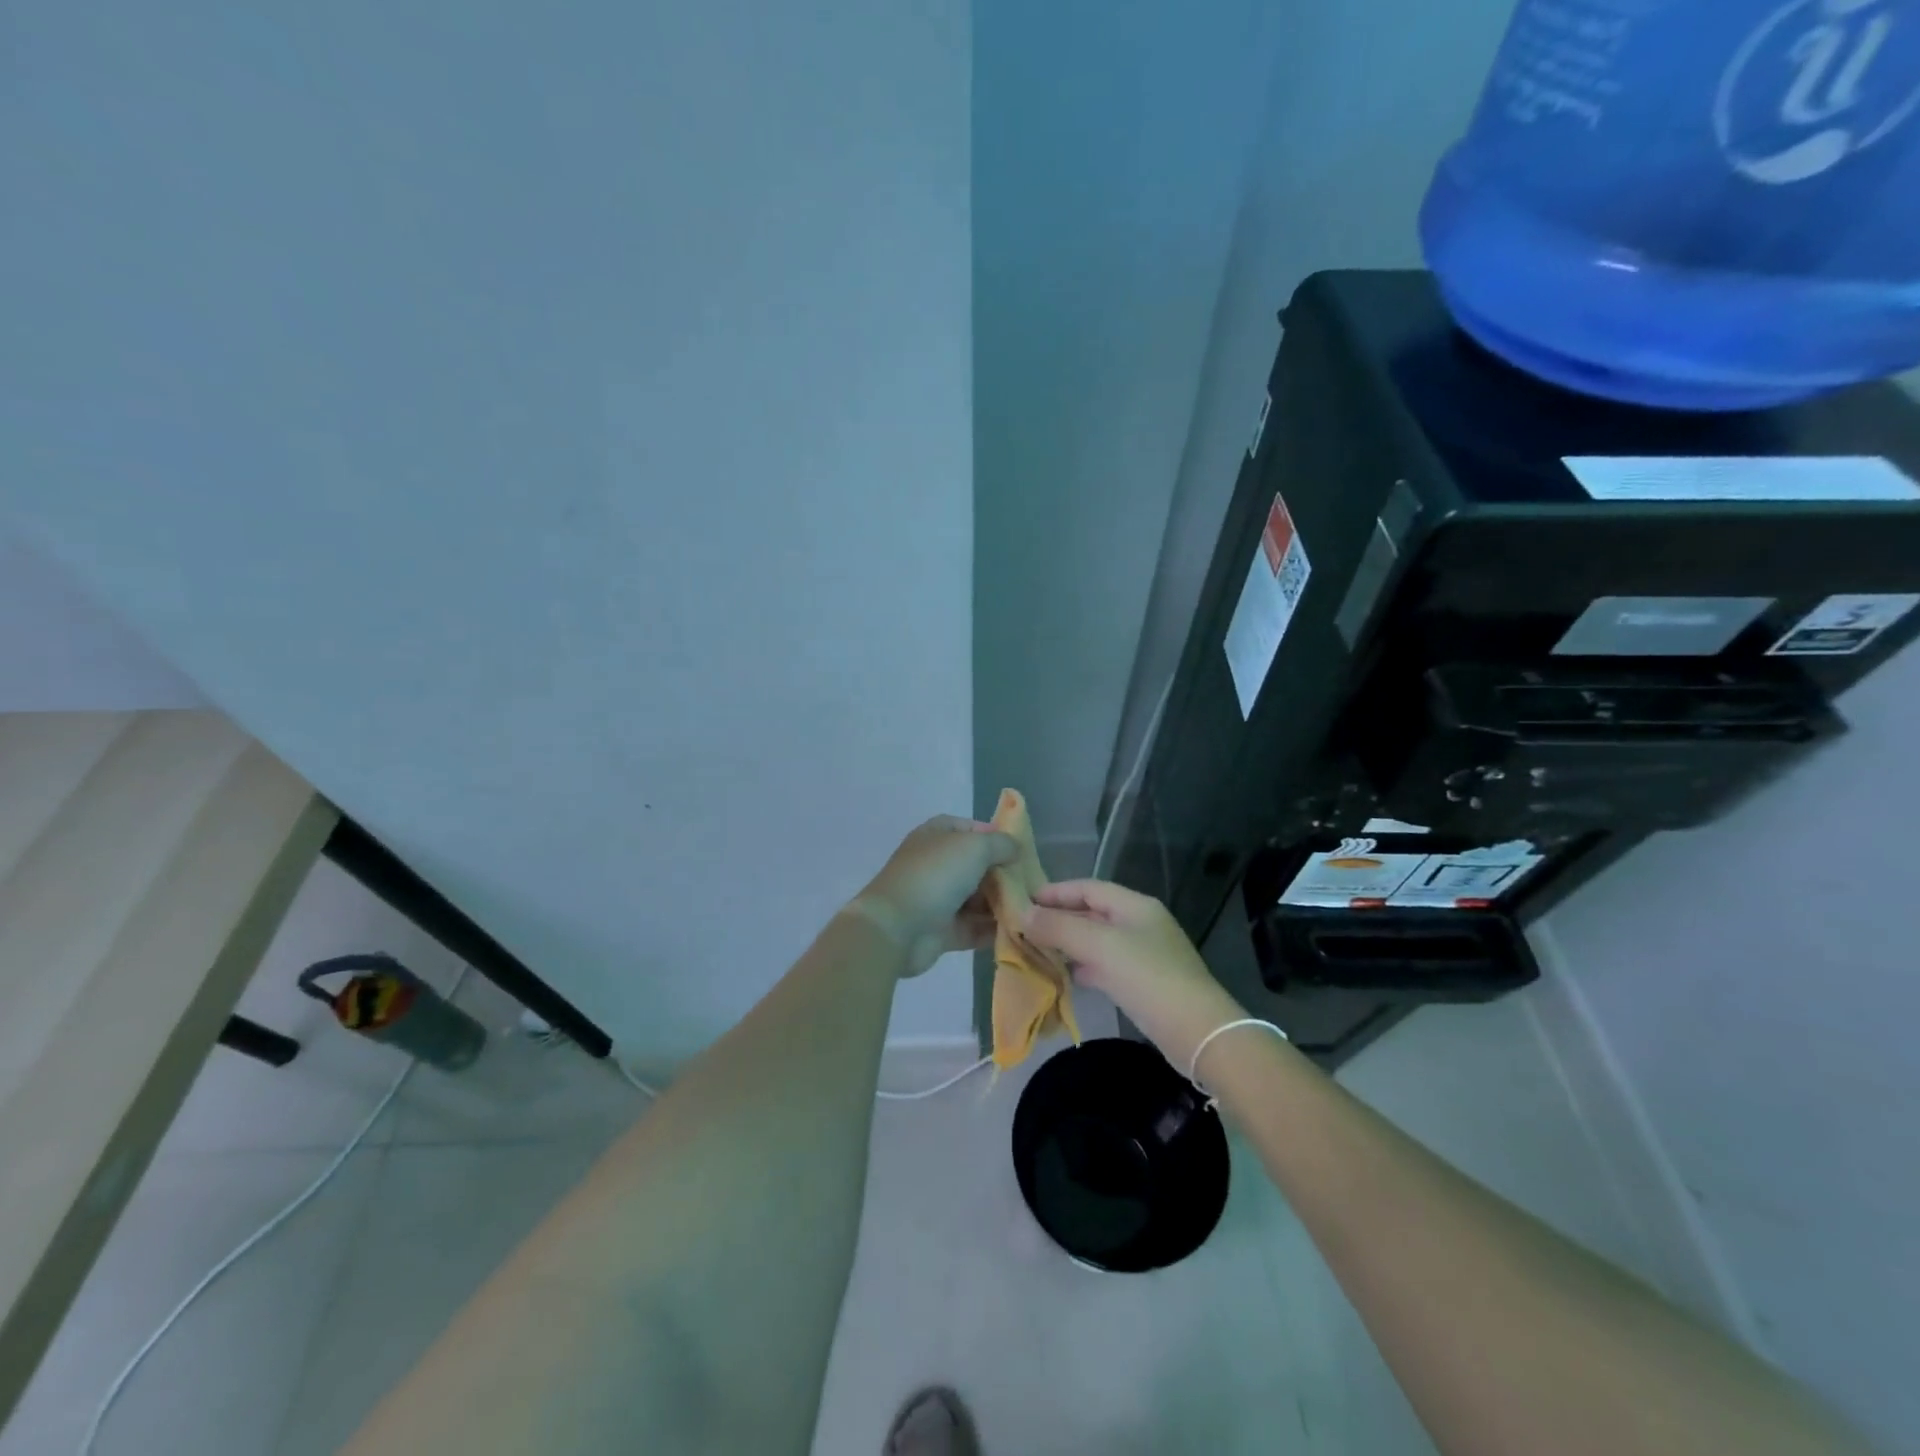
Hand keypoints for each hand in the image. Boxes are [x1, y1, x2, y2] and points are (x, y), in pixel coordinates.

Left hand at [849, 816, 1018, 977]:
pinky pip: (974, 927)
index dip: (996, 836)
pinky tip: (1019, 930)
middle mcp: (937, 864)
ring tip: (1032, 910)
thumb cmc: (935, 876)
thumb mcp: (974, 847)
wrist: (896, 928)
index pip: (971, 829)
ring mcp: (938, 898)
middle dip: (1004, 875)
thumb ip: (1001, 844)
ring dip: (1002, 904)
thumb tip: (1015, 848)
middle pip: (978, 866)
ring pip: (978, 898)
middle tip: (1034, 885)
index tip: (1022, 850)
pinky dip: (993, 929)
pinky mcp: (942, 931)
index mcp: (937, 835)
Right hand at [1023, 879, 1244, 1069]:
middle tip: (1024, 927)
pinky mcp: (1145, 983)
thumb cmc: (1148, 978)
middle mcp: (1141, 924)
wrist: (1198, 1032)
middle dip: (1059, 918)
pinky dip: (1085, 967)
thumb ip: (1060, 927)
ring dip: (1069, 943)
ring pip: (1098, 941)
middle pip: (1093, 913)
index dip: (1055, 892)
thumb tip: (1023, 912)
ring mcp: (1145, 954)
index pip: (1089, 887)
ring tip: (1038, 950)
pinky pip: (1107, 966)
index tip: (1023, 900)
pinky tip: (1067, 977)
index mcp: (1135, 905)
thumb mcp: (1100, 947)